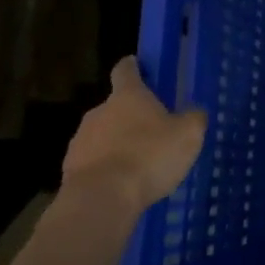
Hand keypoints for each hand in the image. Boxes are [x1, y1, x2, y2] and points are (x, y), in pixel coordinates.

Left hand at [62, 59, 207, 218]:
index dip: (132, 66)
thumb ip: (193, 119)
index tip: (137, 65)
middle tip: (152, 131)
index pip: (125, 70)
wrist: (101, 199)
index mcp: (128, 96)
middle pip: (115, 106)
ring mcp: (80, 140)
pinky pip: (93, 162)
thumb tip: (194, 112)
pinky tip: (122, 185)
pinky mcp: (70, 169)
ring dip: (117, 143)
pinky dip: (106, 168)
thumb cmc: (149, 157)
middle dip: (130, 116)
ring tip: (138, 165)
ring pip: (102, 135)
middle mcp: (99, 111)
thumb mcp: (188, 135)